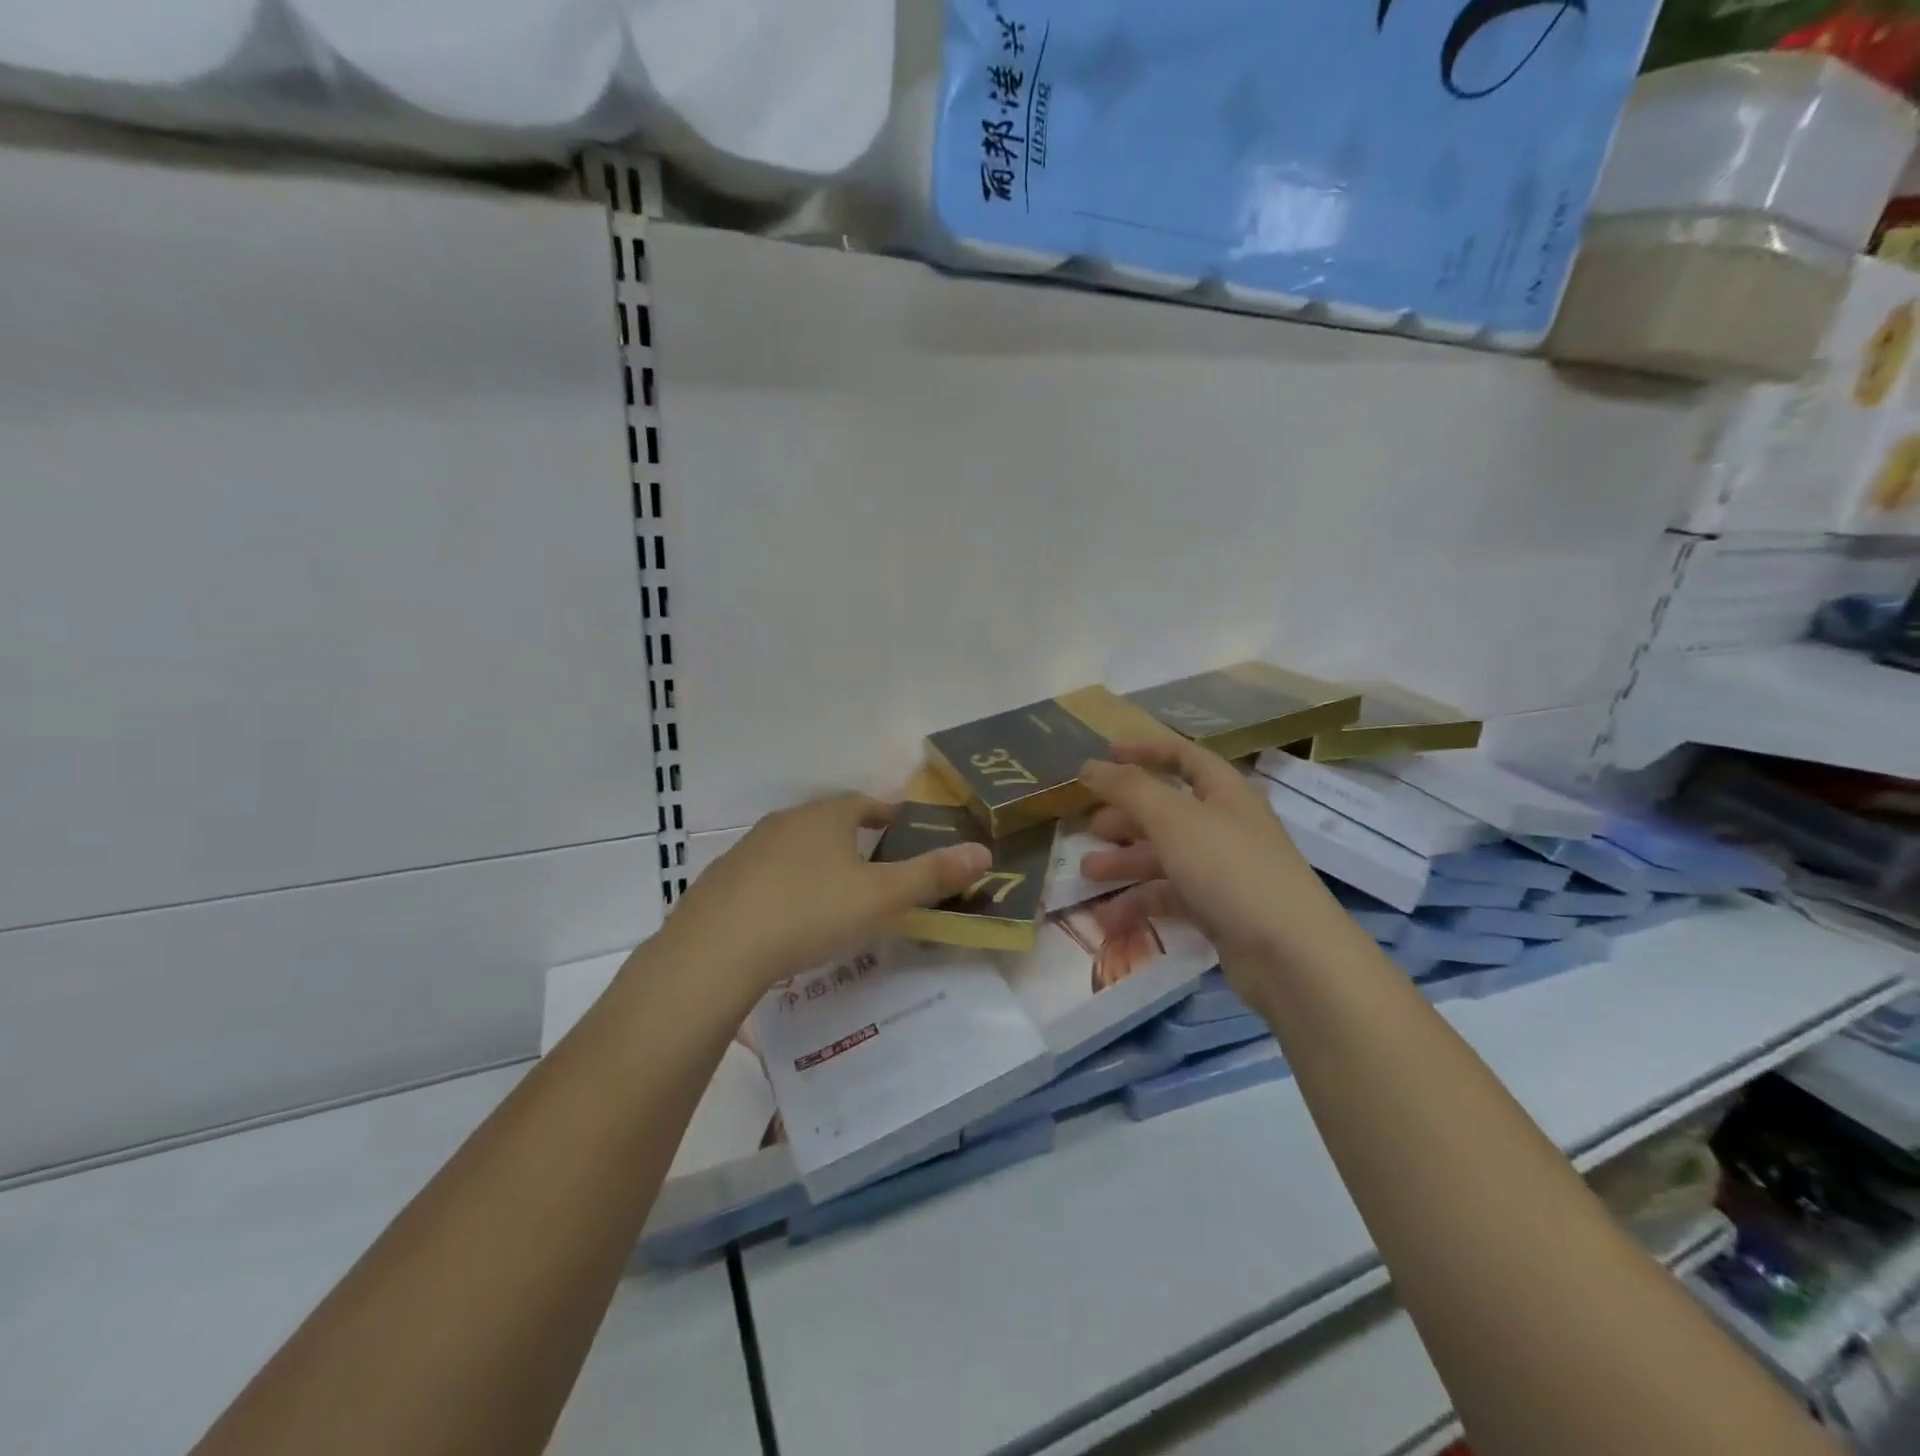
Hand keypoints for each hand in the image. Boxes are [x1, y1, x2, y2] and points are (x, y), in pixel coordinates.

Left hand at [658, 794, 991, 994]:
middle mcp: (785, 822)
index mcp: (825, 817)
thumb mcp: (880, 897)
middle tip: (874, 864)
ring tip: (833, 892)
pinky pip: (765, 875)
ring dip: (816, 861)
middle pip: (827, 821)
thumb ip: (932, 875)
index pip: (863, 803)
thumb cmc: (810, 912)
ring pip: (794, 848)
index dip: (886, 813)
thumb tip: (983, 851)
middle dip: (852, 837)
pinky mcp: (723, 881)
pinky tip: (787, 917)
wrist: (717, 949)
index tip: (901, 825)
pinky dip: (784, 886)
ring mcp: (748, 850)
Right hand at [1077, 741, 1356, 979]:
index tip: (1105, 756)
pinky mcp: (1219, 910)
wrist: (1289, 954)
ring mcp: (1224, 870)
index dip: (1144, 751)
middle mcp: (1226, 825)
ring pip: (1165, 856)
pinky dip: (1141, 902)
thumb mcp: (1172, 818)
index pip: (1183, 756)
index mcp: (1224, 792)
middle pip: (1168, 810)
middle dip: (1126, 817)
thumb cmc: (1229, 868)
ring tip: (1088, 874)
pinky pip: (1172, 895)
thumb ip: (1128, 788)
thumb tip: (1090, 765)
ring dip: (1125, 862)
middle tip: (1090, 827)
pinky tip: (1109, 917)